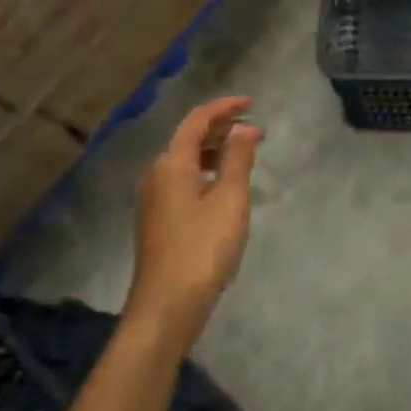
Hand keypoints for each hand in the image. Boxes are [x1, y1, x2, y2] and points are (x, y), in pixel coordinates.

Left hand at [127, 97, 260, 348]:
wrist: (166, 307)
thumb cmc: (202, 248)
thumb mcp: (229, 199)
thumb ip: (238, 158)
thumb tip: (243, 128)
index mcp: (171, 163)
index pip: (197, 121)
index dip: (224, 107)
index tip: (252, 103)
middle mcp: (157, 174)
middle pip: (189, 138)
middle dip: (222, 128)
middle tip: (255, 129)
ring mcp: (154, 199)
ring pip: (186, 160)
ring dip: (215, 151)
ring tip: (245, 154)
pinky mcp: (158, 219)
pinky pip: (183, 180)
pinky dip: (206, 171)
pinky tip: (224, 185)